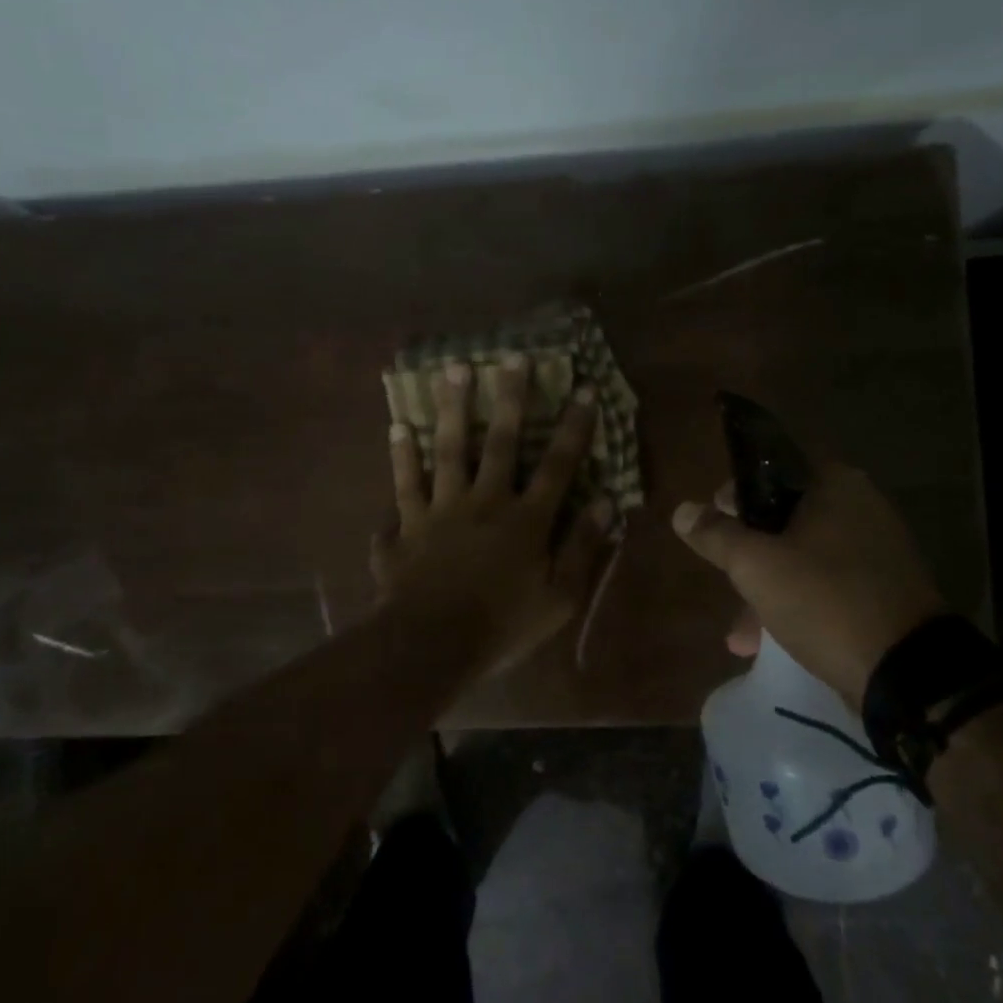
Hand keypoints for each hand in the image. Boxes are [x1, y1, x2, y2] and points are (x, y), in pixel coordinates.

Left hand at [372, 357, 612, 672]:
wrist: (430, 646)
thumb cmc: (502, 626)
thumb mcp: (559, 598)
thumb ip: (582, 549)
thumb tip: (606, 504)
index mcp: (526, 521)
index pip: (558, 466)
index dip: (575, 428)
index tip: (584, 389)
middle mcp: (484, 503)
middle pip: (501, 443)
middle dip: (510, 399)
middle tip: (511, 356)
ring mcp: (440, 511)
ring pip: (447, 451)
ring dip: (451, 409)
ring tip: (452, 370)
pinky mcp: (406, 526)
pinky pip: (403, 486)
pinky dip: (400, 458)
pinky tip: (396, 427)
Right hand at [672, 463, 943, 704]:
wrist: (907, 675)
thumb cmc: (824, 600)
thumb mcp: (756, 565)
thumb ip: (716, 534)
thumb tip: (682, 511)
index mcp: (835, 485)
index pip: (772, 467)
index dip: (736, 492)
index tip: (713, 520)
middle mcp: (860, 508)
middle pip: (784, 515)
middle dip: (747, 550)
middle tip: (723, 572)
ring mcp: (875, 551)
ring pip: (802, 555)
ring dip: (766, 586)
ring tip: (739, 633)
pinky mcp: (881, 591)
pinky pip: (825, 585)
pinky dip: (795, 603)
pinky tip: (766, 642)